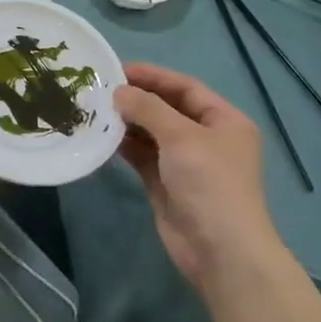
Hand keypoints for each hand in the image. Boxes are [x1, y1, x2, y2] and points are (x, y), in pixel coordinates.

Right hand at [114, 63, 279, 287]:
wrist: (220, 251)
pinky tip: (102, 135)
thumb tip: (118, 92)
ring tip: (96, 109)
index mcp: (224, 121)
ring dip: (127, 122)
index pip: (185, 88)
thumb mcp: (181, 137)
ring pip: (152, 133)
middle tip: (101, 89)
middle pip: (168, 109)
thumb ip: (148, 109)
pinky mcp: (166, 184)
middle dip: (137, 99)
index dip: (154, 76)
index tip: (118, 69)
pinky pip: (142, 156)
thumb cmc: (210, 183)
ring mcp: (186, 163)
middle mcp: (206, 138)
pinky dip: (125, 145)